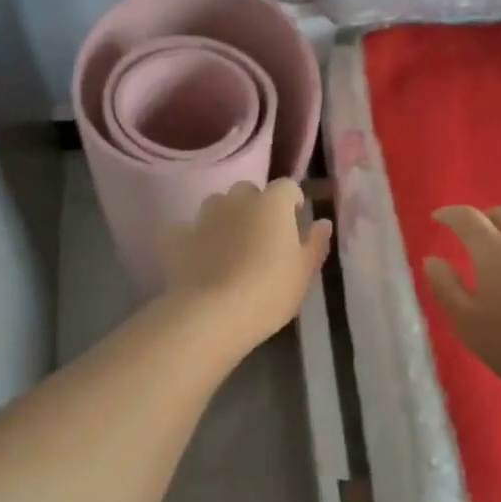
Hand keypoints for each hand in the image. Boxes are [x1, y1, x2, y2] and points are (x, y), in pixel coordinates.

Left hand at [160, 180, 332, 354]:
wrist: (212, 314)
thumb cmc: (269, 292)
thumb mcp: (304, 273)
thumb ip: (315, 243)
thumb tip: (323, 223)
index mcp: (272, 204)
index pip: (287, 187)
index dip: (292, 201)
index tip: (295, 220)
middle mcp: (237, 200)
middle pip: (249, 191)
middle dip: (256, 206)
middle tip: (263, 236)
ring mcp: (204, 216)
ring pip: (217, 205)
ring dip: (226, 217)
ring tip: (230, 246)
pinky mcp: (177, 237)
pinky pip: (188, 229)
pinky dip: (195, 238)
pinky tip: (199, 258)